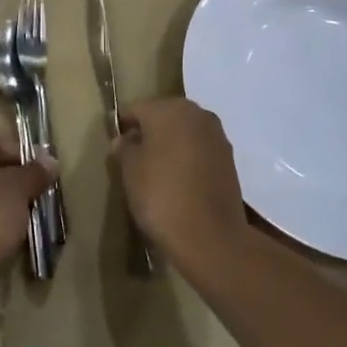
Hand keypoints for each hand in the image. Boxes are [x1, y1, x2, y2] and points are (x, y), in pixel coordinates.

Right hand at [113, 97, 248, 265]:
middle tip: (135, 160)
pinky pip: (200, 149)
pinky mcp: (230, 158)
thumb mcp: (130, 171)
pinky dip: (188, 159)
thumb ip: (125, 148)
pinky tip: (179, 181)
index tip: (116, 148)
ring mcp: (216, 135)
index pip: (137, 109)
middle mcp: (196, 113)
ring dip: (171, 145)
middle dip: (149, 133)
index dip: (124, 126)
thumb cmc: (161, 196)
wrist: (211, 238)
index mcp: (168, 108)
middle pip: (164, 116)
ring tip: (157, 173)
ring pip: (184, 132)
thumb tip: (125, 139)